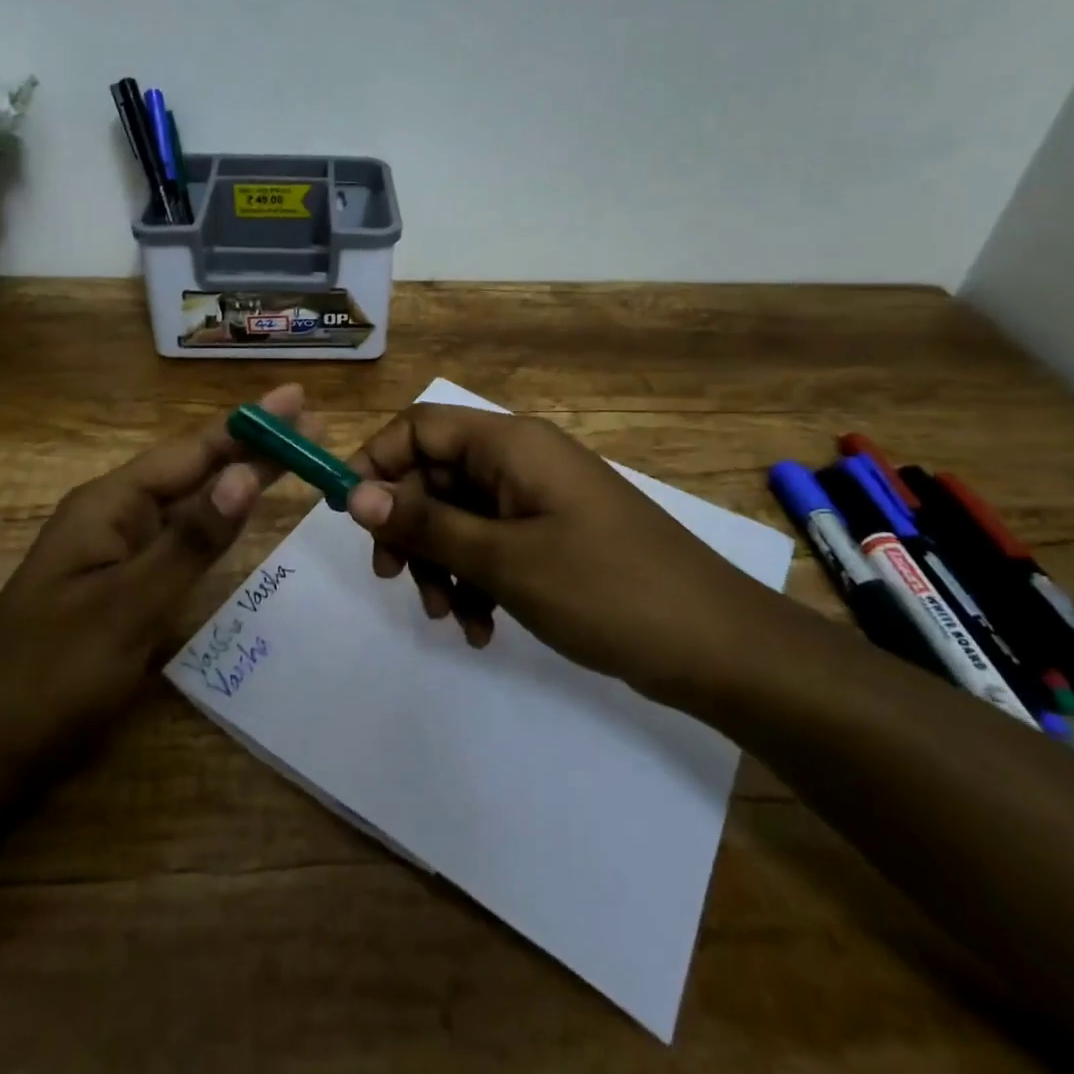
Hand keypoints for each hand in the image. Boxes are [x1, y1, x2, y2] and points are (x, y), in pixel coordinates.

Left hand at [0, 384, 313, 755]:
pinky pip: (180, 537)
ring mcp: (117, 551)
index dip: (248, 425)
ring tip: (290, 456)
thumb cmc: (50, 674)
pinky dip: (218, 520)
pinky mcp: (122, 585)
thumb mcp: (127, 606)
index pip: (192, 451)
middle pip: (194, 469)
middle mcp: (114, 515)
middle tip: (310, 423)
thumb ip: (191, 539)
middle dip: (251, 445)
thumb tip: (246, 475)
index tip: (297, 398)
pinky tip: (238, 514)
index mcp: (109, 504)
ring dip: (238, 477)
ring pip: (189, 502)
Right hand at [345, 404, 785, 703]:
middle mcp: (521, 460)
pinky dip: (477, 581)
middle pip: (435, 475)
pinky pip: (492, 545)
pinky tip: (482, 629)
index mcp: (510, 444)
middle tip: (394, 580)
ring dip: (442, 565)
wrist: (718, 647)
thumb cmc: (606, 590)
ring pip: (459, 516)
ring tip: (449, 619)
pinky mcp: (552, 536)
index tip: (355, 519)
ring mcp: (538, 500)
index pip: (419, 426)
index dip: (379, 463)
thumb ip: (426, 524)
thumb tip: (357, 495)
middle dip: (410, 528)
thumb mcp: (503, 560)